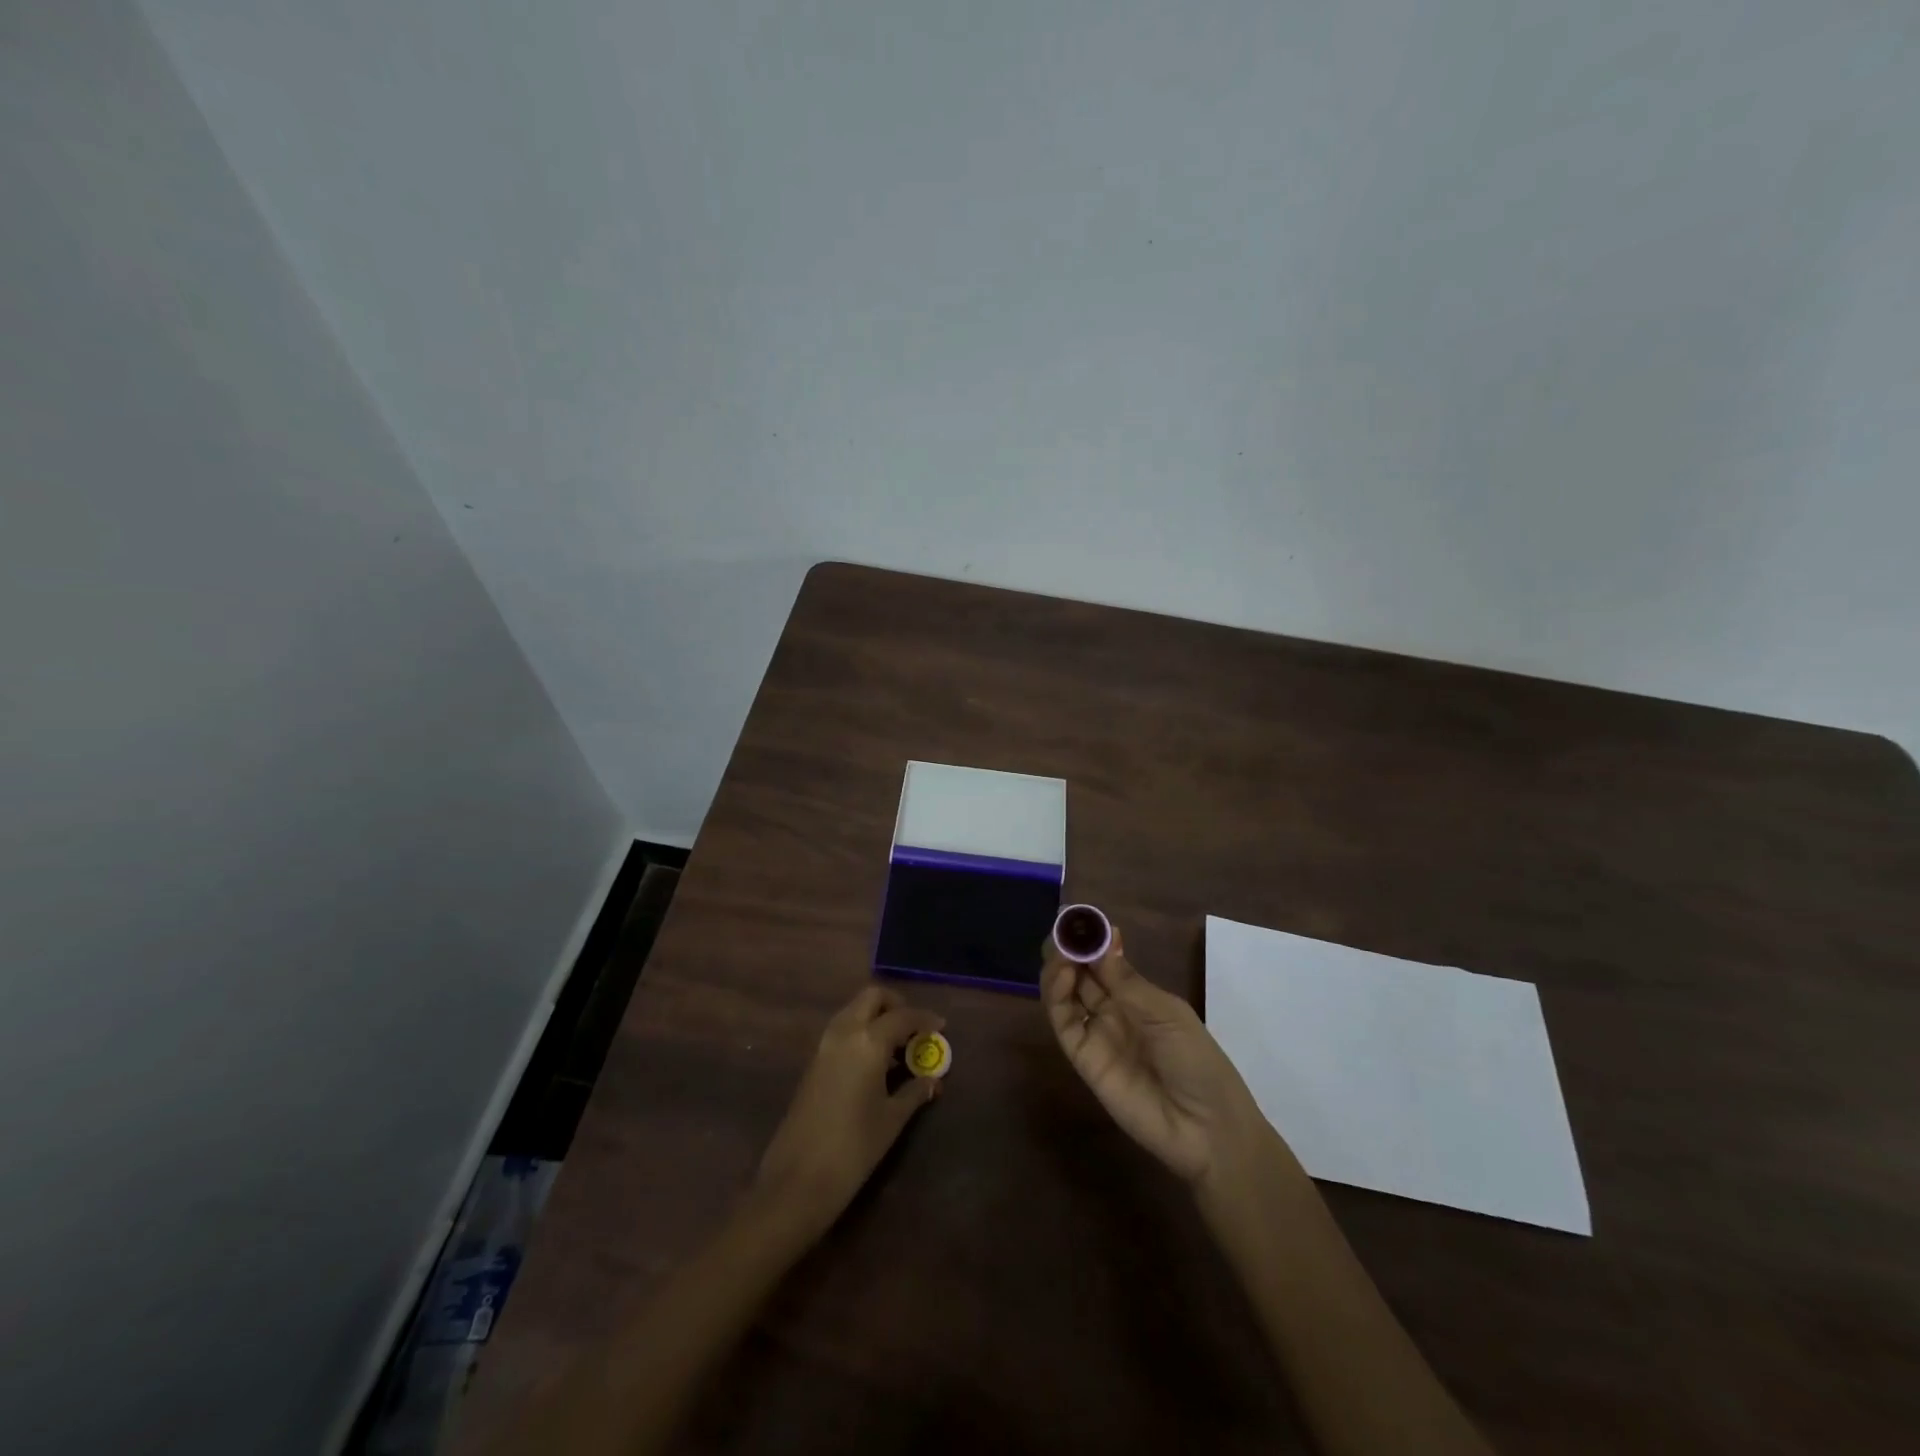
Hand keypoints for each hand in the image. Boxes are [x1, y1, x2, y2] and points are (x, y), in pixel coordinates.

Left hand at [751, 986, 943, 1233]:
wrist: (797, 1180)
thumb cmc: (854, 1148)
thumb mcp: (892, 1119)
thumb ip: (914, 1092)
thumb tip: (932, 1080)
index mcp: (868, 1041)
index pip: (903, 1016)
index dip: (925, 1019)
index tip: (941, 1027)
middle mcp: (844, 1032)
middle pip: (871, 998)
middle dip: (896, 1005)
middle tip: (914, 1028)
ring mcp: (824, 1046)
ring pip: (853, 1011)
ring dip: (876, 1017)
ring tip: (898, 1047)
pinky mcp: (813, 1062)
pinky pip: (842, 1030)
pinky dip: (861, 1032)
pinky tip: (875, 1062)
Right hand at [1043, 927, 1268, 1188]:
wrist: (1206, 1128)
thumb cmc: (1198, 1061)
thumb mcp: (1167, 1014)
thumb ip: (1128, 981)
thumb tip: (1104, 938)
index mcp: (1139, 996)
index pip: (1106, 961)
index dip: (1093, 940)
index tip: (1080, 918)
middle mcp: (1113, 1011)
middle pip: (1081, 974)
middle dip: (1070, 950)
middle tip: (1063, 930)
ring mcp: (1097, 1034)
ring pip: (1066, 994)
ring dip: (1059, 968)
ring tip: (1062, 952)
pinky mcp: (1083, 1059)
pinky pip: (1064, 1023)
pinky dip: (1056, 996)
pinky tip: (1063, 976)